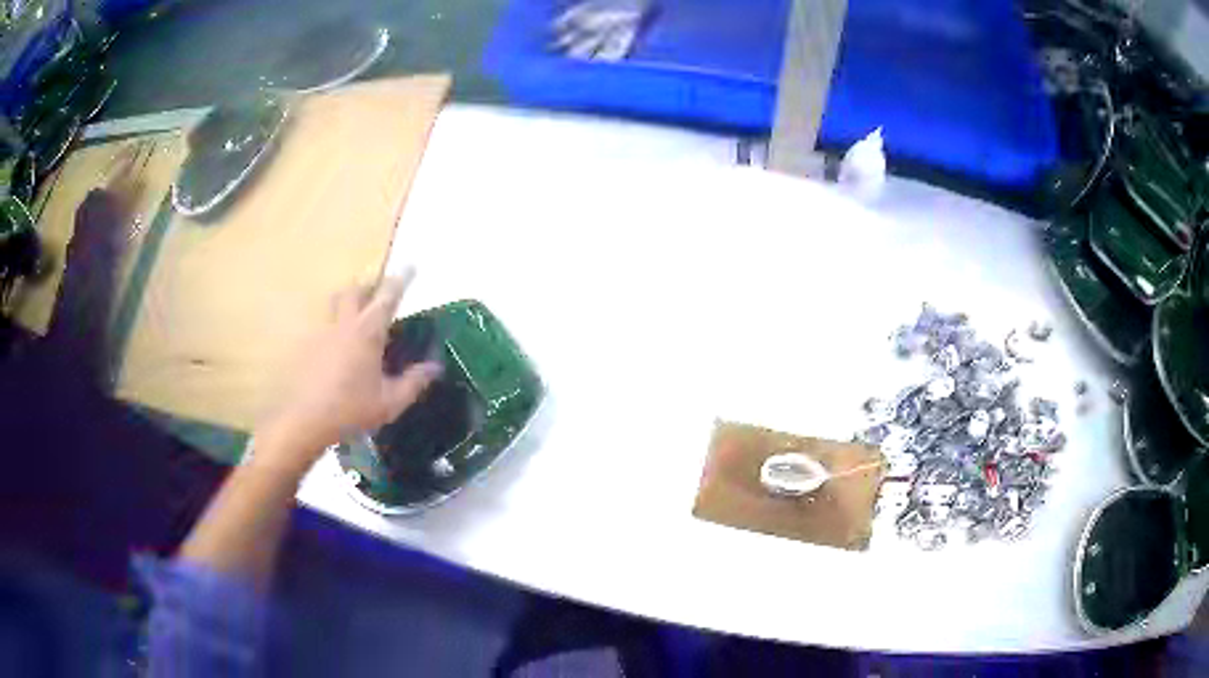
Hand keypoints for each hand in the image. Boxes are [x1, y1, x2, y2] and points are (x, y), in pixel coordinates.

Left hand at [252, 275, 441, 476]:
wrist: (306, 420)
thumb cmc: (351, 409)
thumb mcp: (390, 402)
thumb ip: (414, 382)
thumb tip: (434, 367)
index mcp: (368, 332)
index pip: (387, 297)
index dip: (400, 281)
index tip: (410, 267)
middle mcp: (344, 324)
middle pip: (354, 290)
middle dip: (368, 285)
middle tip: (379, 291)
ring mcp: (323, 333)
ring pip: (335, 304)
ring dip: (348, 302)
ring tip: (358, 316)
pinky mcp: (308, 346)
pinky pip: (324, 326)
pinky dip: (336, 328)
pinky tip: (339, 348)